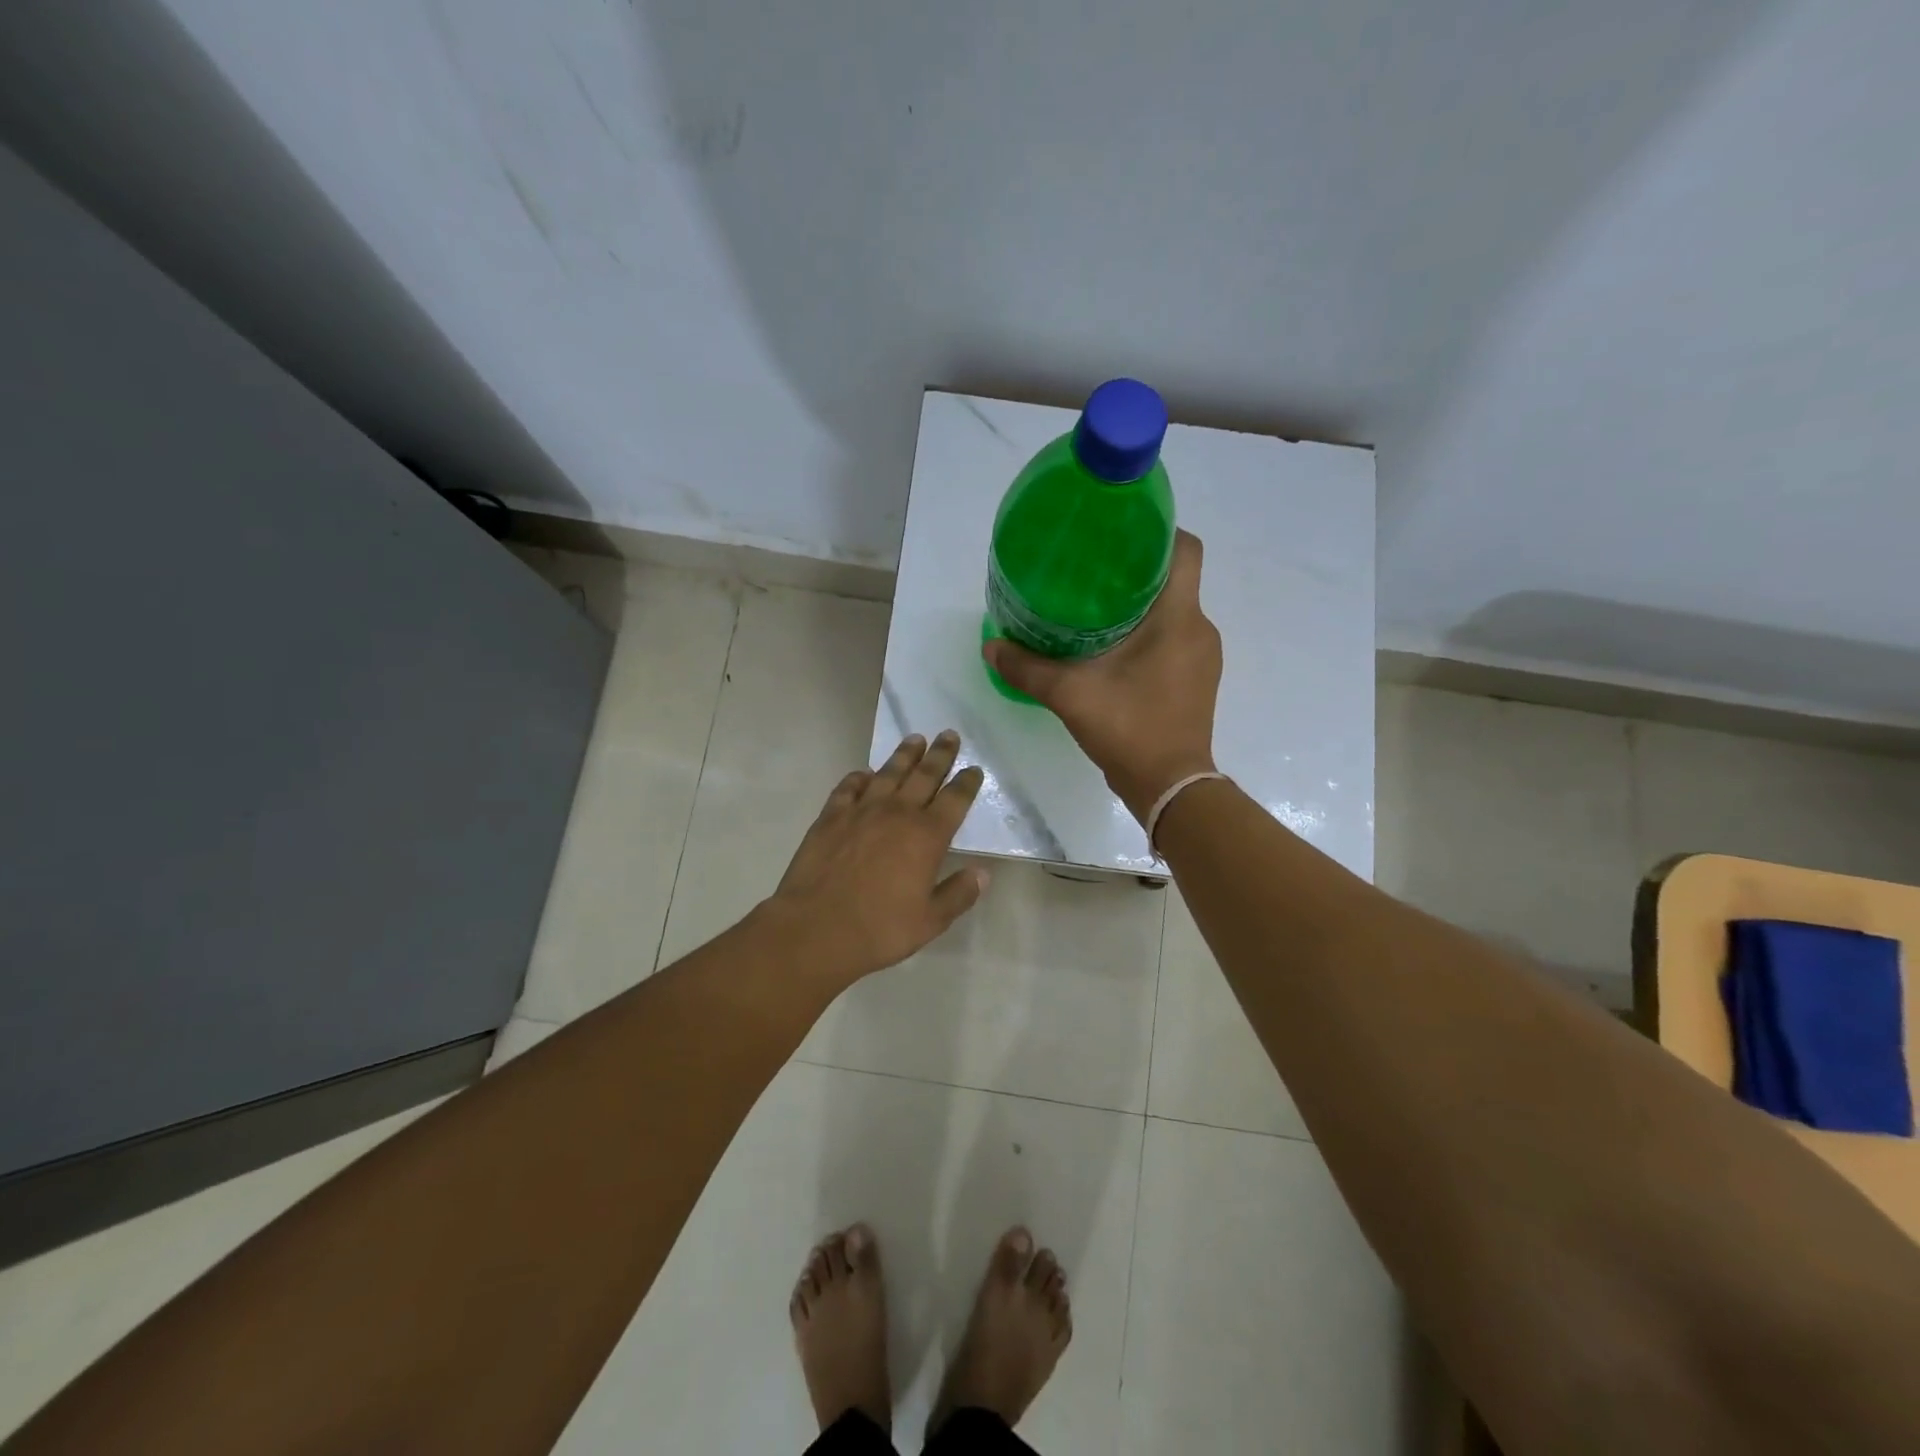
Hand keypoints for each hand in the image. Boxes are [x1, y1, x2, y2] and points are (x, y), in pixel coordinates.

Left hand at [765, 730, 989, 983]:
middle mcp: (897, 814)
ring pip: (888, 773)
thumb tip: (982, 873)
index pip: (955, 799)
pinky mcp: (830, 817)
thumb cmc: (879, 929)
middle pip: (924, 775)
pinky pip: (848, 787)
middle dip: (940, 754)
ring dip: (904, 755)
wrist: (815, 929)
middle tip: (949, 734)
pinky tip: (864, 774)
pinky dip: (859, 778)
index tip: (974, 769)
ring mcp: (861, 811)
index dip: (967, 783)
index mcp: (927, 836)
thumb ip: (958, 894)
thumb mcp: (930, 921)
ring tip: (915, 739)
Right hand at [983, 529, 1221, 821]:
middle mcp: (1199, 628)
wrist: (1170, 787)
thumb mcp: (1070, 694)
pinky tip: (1112, 646)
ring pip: (1174, 610)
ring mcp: (1202, 656)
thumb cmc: (1129, 728)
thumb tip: (991, 646)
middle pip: (1175, 578)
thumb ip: (1027, 668)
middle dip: (1136, 568)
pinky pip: (1175, 638)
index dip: (1158, 529)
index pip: (1185, 549)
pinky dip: (1148, 632)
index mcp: (1179, 617)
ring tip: (1095, 606)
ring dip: (1141, 603)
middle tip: (1090, 569)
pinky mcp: (1197, 678)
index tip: (1119, 531)